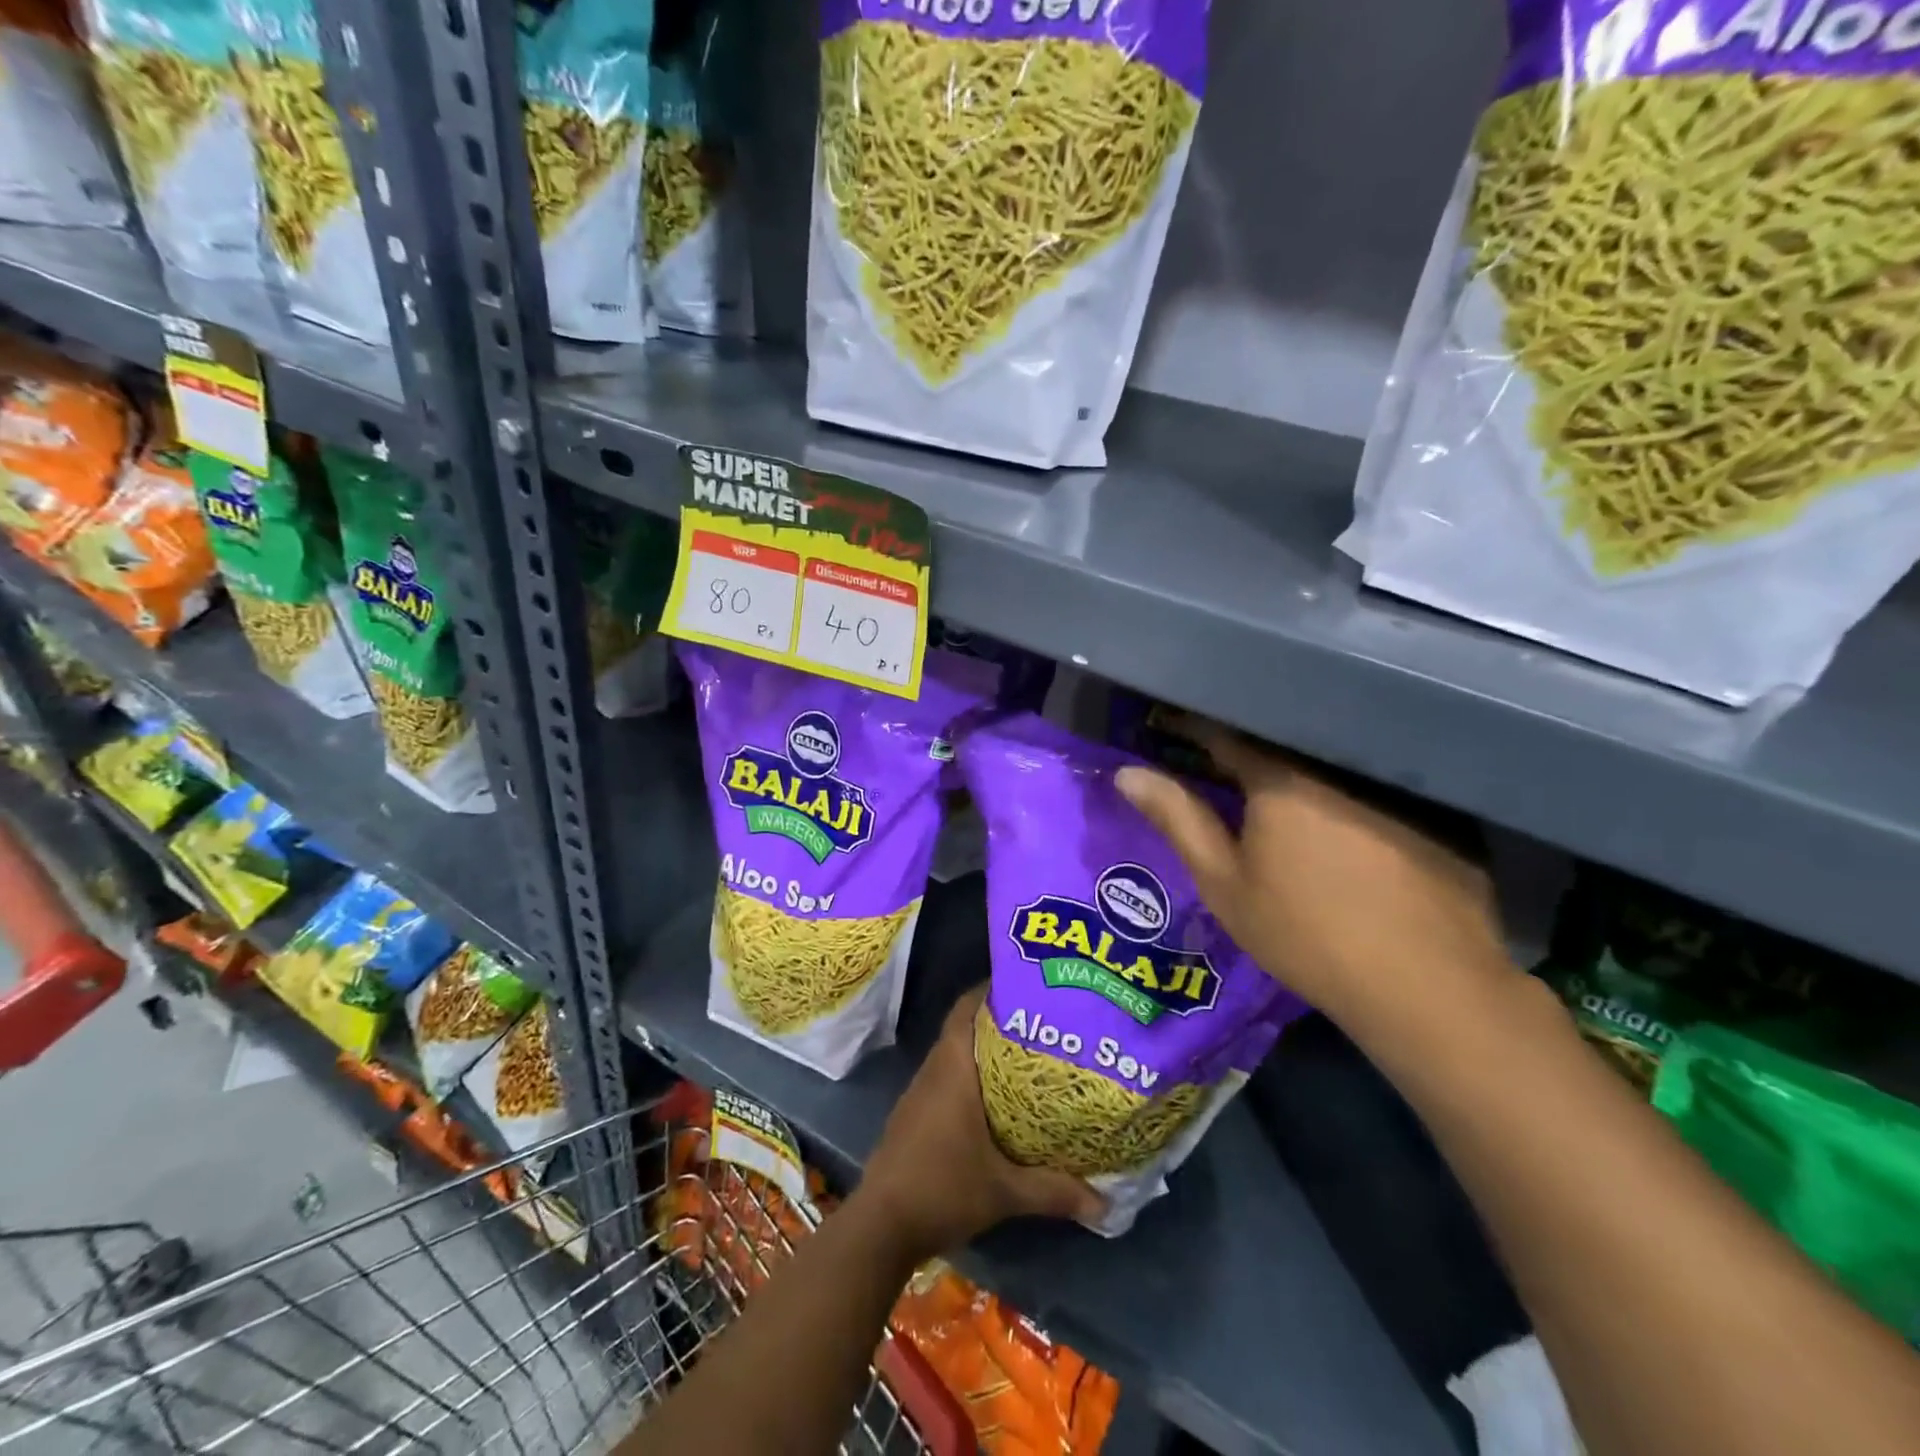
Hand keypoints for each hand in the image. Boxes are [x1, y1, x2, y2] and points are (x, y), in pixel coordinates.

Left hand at [856, 988, 1104, 1260]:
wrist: (882, 1225)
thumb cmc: (942, 1189)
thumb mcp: (1004, 1191)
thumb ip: (1053, 1190)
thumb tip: (1104, 1203)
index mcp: (953, 1068)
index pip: (966, 1008)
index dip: (990, 989)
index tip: (1024, 984)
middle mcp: (935, 1069)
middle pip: (964, 1026)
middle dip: (998, 1019)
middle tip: (1040, 1020)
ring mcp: (921, 1092)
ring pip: (955, 1053)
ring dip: (984, 1049)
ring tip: (1027, 1053)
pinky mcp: (915, 1114)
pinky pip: (947, 1077)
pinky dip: (971, 1074)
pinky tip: (997, 1097)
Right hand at [1115, 720, 1515, 1036]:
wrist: (1424, 987)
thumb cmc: (1305, 934)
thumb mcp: (1225, 883)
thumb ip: (1178, 820)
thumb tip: (1127, 773)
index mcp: (1282, 780)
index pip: (1226, 736)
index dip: (1195, 728)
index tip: (1172, 725)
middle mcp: (1339, 768)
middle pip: (1284, 743)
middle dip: (1250, 747)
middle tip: (1224, 762)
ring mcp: (1396, 790)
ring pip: (1334, 763)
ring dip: (1303, 767)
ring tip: (1283, 783)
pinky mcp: (1438, 816)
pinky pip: (1381, 787)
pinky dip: (1353, 792)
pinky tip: (1350, 819)